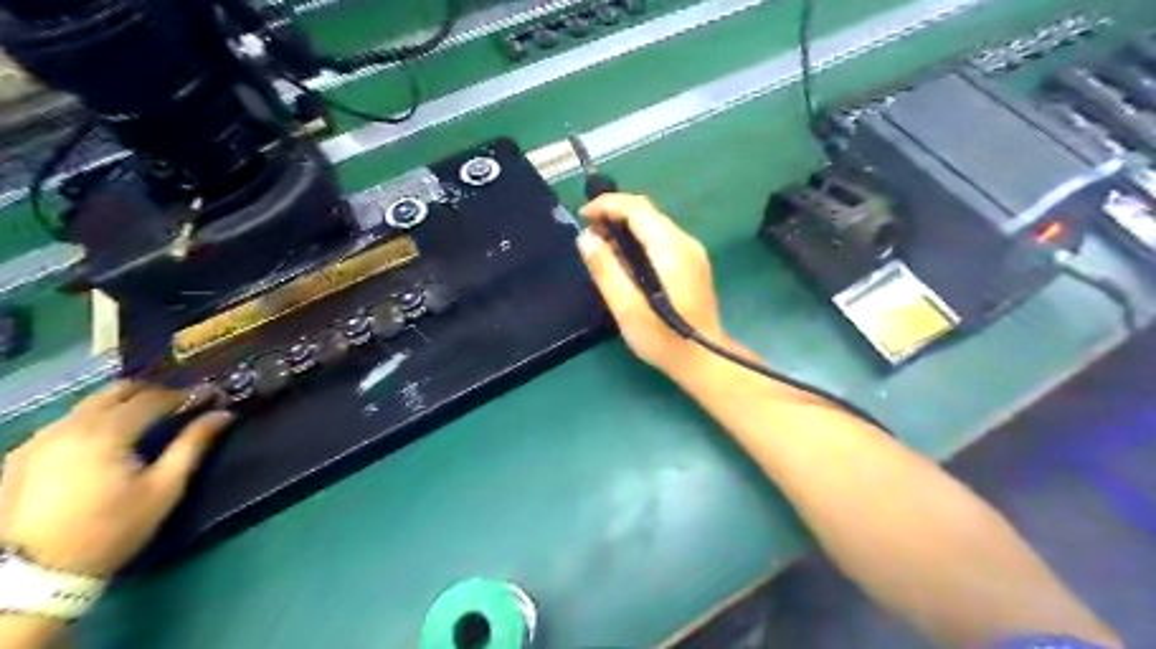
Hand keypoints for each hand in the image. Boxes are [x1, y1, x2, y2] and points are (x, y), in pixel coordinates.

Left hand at [1, 380, 231, 573]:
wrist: (32, 576)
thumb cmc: (112, 530)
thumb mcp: (164, 489)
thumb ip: (193, 445)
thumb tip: (223, 414)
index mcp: (106, 433)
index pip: (154, 398)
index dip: (188, 394)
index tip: (213, 396)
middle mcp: (68, 426)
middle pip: (117, 391)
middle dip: (154, 392)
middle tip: (181, 404)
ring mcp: (38, 439)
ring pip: (89, 405)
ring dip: (123, 405)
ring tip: (148, 421)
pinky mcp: (20, 456)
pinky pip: (66, 423)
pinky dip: (95, 421)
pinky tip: (108, 442)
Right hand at [584, 192, 734, 380]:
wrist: (705, 359)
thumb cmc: (663, 339)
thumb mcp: (627, 309)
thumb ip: (606, 270)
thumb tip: (586, 238)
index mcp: (671, 249)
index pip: (638, 208)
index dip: (607, 205)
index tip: (582, 216)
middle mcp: (685, 242)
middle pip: (647, 212)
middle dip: (614, 214)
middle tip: (589, 235)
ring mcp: (692, 252)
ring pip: (654, 224)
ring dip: (625, 227)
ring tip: (602, 248)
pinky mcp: (693, 263)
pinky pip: (661, 238)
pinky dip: (639, 240)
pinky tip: (625, 260)